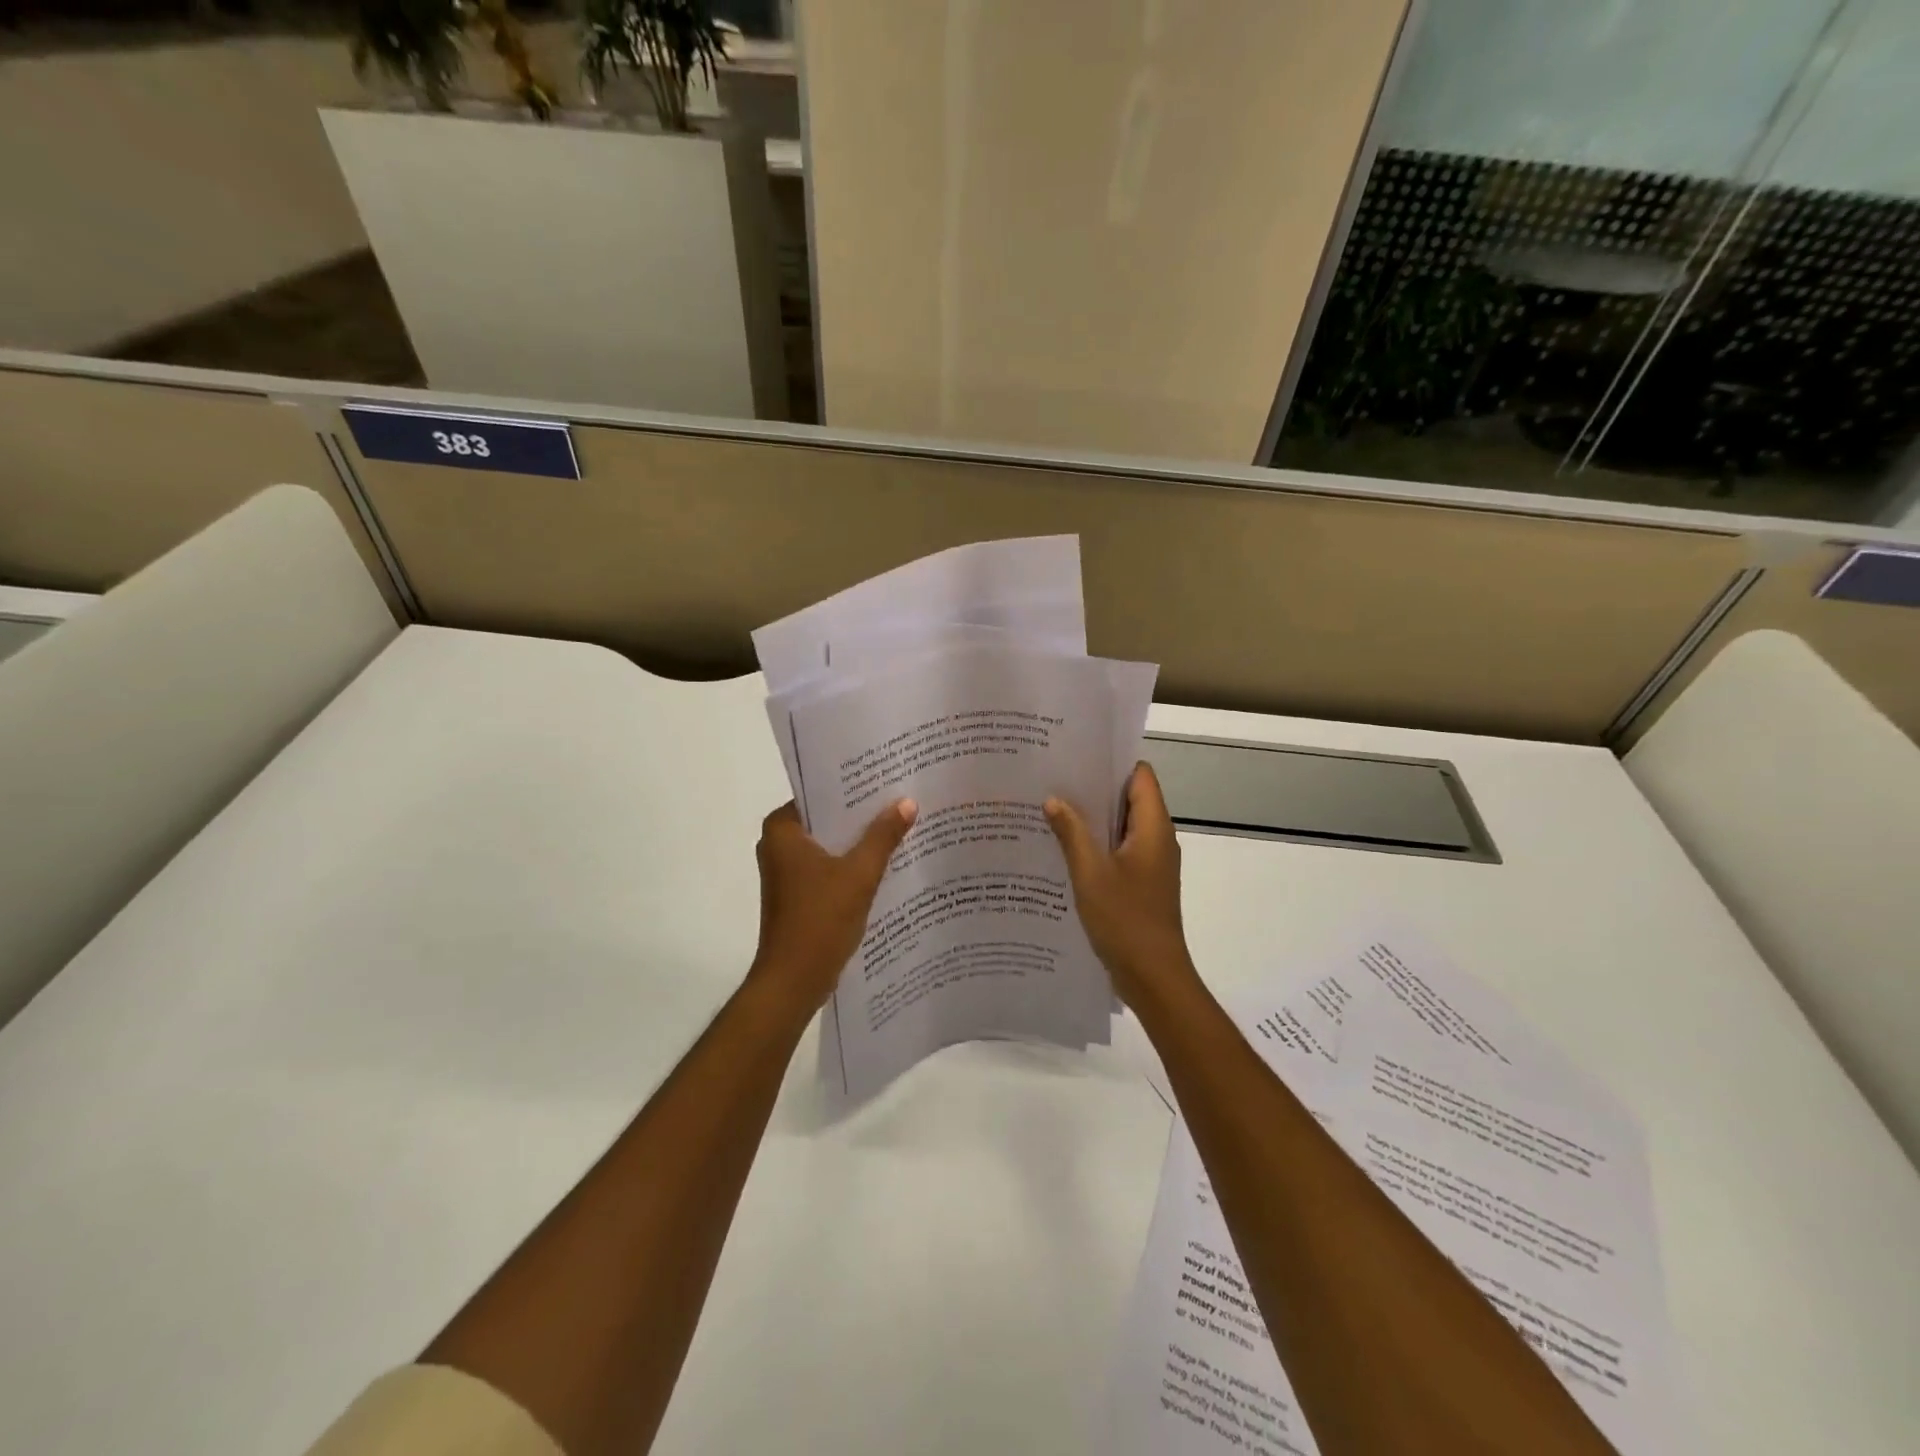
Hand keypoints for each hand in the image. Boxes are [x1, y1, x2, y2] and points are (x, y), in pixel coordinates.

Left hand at [748, 798, 916, 1011]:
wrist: (794, 981)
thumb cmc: (820, 920)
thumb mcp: (860, 873)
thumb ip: (883, 836)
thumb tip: (907, 802)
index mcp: (782, 830)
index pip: (820, 793)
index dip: (854, 787)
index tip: (887, 778)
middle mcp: (778, 845)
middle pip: (827, 819)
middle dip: (862, 814)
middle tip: (901, 799)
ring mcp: (786, 872)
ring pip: (830, 845)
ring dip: (859, 841)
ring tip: (900, 826)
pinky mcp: (797, 895)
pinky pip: (829, 868)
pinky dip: (852, 865)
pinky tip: (886, 863)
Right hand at [1045, 762, 1198, 1007]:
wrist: (1153, 977)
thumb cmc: (1125, 919)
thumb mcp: (1090, 872)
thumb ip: (1072, 832)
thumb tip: (1054, 799)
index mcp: (1153, 828)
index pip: (1140, 775)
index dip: (1112, 762)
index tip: (1077, 757)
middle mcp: (1157, 839)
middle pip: (1130, 799)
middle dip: (1094, 789)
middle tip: (1054, 780)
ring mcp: (1151, 863)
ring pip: (1121, 827)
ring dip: (1092, 819)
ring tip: (1051, 809)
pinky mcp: (1142, 883)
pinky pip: (1118, 851)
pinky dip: (1096, 845)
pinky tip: (1063, 849)